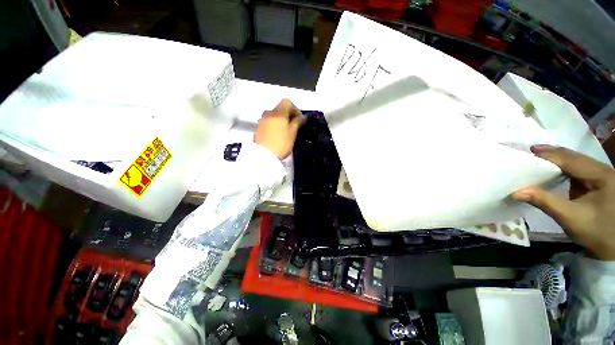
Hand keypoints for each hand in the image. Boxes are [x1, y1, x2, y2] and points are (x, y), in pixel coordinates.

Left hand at [254, 99, 304, 159]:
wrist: (263, 156)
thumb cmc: (281, 143)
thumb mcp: (292, 133)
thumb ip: (297, 122)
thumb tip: (302, 117)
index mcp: (278, 113)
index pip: (287, 102)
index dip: (295, 108)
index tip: (299, 119)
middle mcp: (269, 113)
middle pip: (280, 108)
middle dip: (288, 115)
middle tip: (294, 125)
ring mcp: (262, 121)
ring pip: (273, 116)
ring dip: (281, 120)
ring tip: (286, 131)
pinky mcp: (258, 128)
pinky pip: (268, 122)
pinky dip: (274, 125)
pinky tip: (277, 135)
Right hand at [511, 145, 614, 260]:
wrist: (613, 246)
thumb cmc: (595, 232)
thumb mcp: (570, 217)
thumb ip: (544, 202)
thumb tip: (516, 192)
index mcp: (601, 175)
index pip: (571, 160)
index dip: (549, 155)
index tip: (528, 152)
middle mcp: (603, 170)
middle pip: (575, 157)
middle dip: (553, 154)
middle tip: (530, 151)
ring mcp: (602, 176)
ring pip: (577, 162)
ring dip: (557, 159)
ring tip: (538, 158)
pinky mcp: (599, 182)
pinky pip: (578, 170)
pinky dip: (564, 167)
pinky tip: (553, 169)